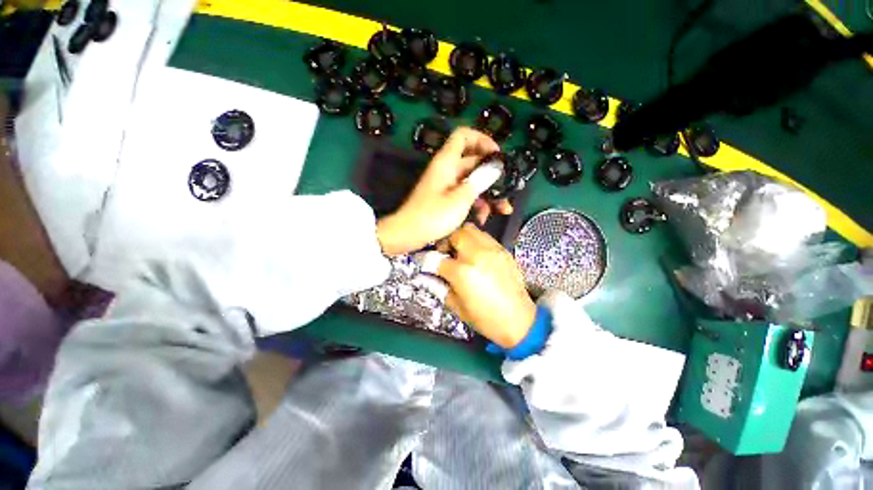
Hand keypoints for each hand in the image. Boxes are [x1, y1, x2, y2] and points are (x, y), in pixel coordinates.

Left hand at [376, 128, 512, 254]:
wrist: (408, 234)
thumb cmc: (433, 215)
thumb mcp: (461, 198)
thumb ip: (480, 180)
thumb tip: (495, 167)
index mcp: (447, 162)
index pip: (464, 135)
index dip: (482, 140)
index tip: (497, 156)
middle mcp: (447, 169)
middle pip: (473, 162)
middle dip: (492, 175)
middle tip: (509, 189)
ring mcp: (446, 185)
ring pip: (472, 181)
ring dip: (487, 194)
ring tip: (502, 210)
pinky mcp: (445, 198)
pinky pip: (464, 194)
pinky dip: (475, 203)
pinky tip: (483, 218)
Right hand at [436, 224, 535, 348]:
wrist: (519, 320)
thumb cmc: (485, 318)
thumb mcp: (456, 306)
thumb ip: (440, 286)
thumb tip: (427, 275)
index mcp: (462, 272)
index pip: (437, 259)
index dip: (428, 261)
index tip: (426, 263)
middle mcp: (477, 255)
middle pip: (456, 234)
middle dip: (447, 242)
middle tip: (447, 254)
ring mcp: (492, 250)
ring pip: (471, 230)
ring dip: (462, 238)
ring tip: (462, 252)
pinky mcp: (503, 250)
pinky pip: (485, 237)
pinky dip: (476, 241)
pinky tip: (477, 255)